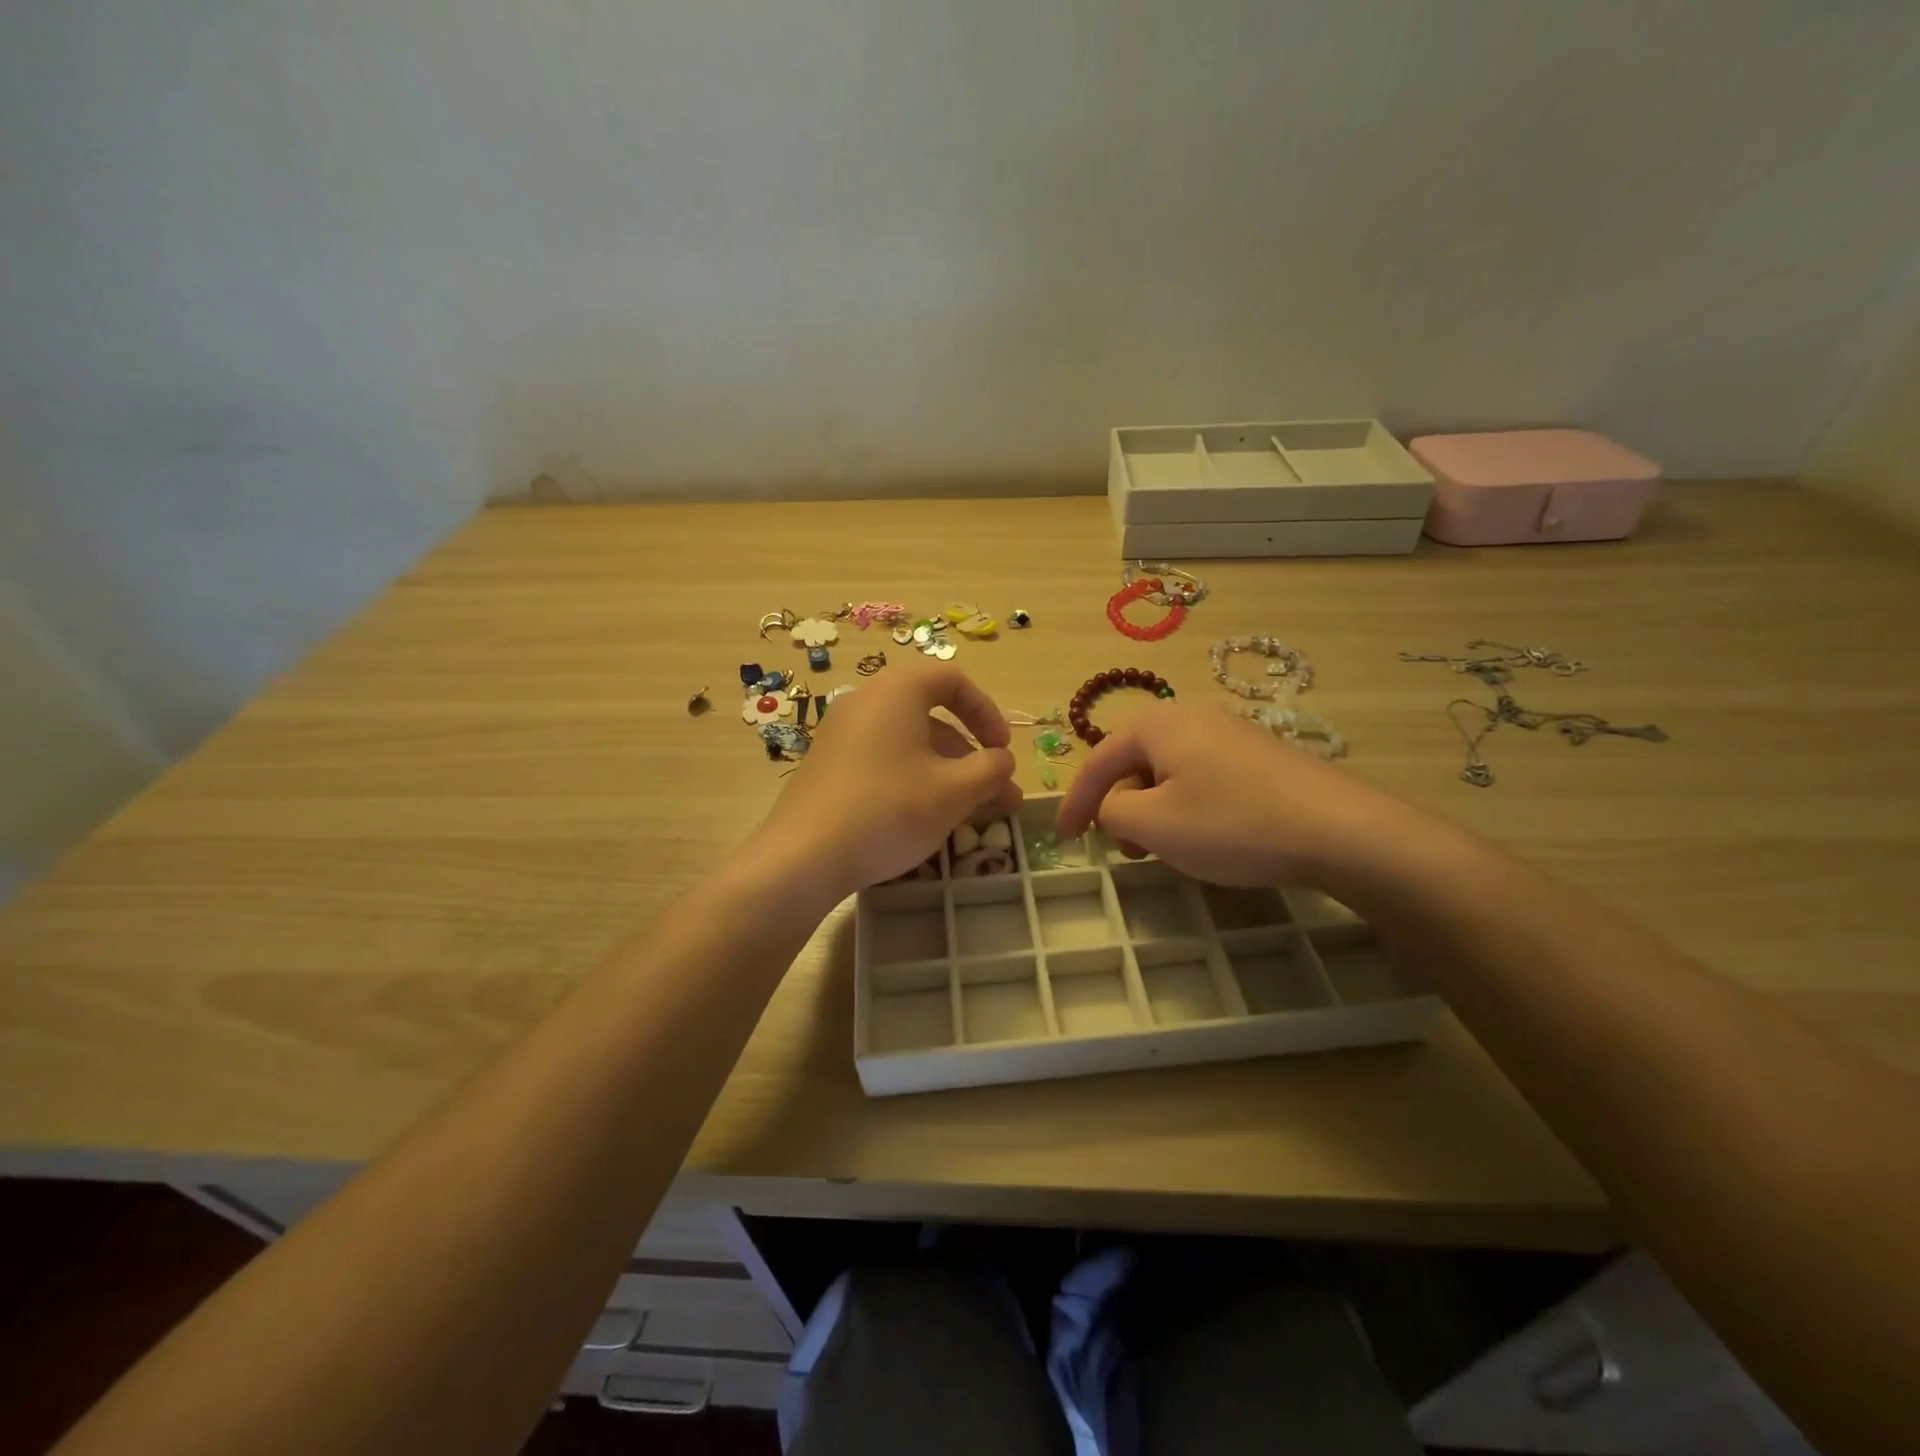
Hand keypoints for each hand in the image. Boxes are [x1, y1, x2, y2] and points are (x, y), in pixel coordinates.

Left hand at [756, 665, 1020, 897]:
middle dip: (972, 757)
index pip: (953, 680)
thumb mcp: (954, 791)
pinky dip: (914, 779)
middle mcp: (865, 701)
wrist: (805, 856)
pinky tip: (927, 817)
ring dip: (947, 773)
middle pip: (932, 717)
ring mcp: (841, 734)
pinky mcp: (828, 765)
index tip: (1002, 750)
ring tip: (973, 815)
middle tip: (998, 795)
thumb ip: (990, 769)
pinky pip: (883, 760)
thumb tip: (1002, 760)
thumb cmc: (890, 810)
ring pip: (909, 744)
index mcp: (897, 691)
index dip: (987, 712)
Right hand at [1055, 703, 1422, 888]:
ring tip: (1167, 848)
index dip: (1075, 802)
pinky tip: (1209, 835)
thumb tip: (1112, 806)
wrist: (1339, 829)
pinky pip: (1203, 776)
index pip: (1098, 761)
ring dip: (1155, 810)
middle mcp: (1191, 716)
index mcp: (1157, 725)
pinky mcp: (1260, 755)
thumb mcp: (1153, 824)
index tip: (1063, 839)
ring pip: (1170, 772)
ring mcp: (1231, 732)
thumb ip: (1112, 811)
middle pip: (1135, 762)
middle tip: (1126, 849)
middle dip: (1121, 806)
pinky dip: (1188, 805)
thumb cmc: (1231, 823)